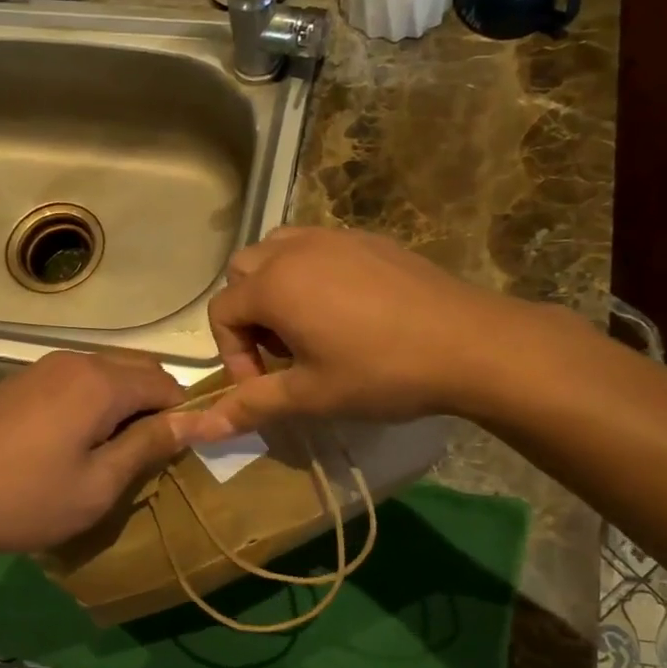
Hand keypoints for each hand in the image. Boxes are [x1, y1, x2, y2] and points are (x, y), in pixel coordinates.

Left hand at [0, 351, 185, 560]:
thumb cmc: (31, 500)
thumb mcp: (101, 483)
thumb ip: (151, 444)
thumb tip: (199, 419)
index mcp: (101, 382)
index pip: (166, 384)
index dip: (183, 414)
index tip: (183, 451)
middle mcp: (76, 360)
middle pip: (139, 369)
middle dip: (156, 404)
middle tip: (149, 453)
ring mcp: (45, 366)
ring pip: (108, 370)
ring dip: (126, 400)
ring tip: (115, 447)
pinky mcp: (24, 379)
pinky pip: (79, 377)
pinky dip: (96, 397)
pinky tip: (78, 436)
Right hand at [179, 227, 540, 438]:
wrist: (469, 343)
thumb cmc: (380, 373)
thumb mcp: (310, 395)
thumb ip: (251, 406)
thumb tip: (198, 431)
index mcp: (274, 285)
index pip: (222, 312)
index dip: (233, 355)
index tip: (265, 386)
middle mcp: (295, 249)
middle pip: (243, 273)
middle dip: (249, 314)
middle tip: (283, 353)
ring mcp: (334, 237)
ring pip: (278, 251)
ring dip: (275, 287)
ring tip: (307, 326)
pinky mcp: (368, 239)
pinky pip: (318, 247)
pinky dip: (311, 273)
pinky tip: (348, 311)